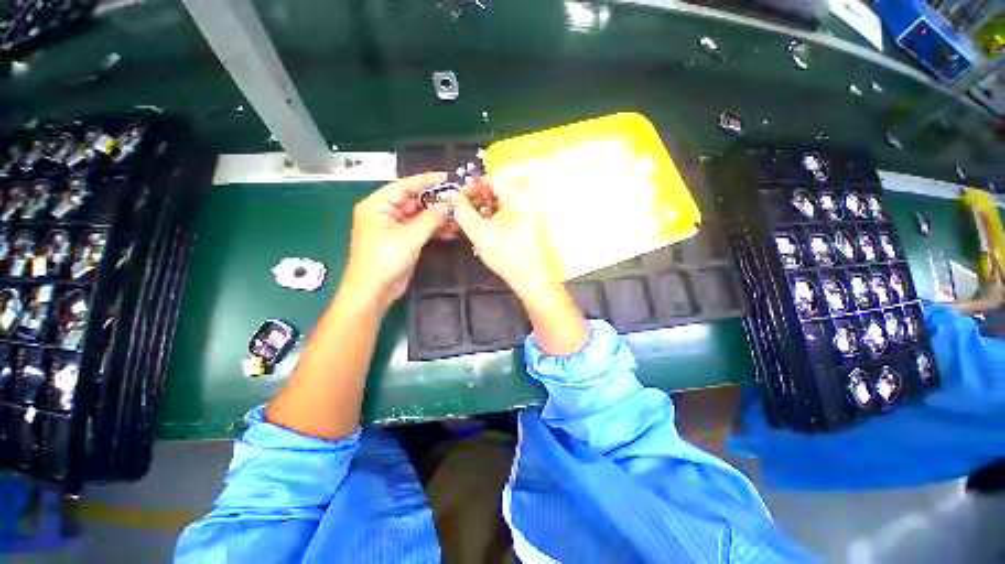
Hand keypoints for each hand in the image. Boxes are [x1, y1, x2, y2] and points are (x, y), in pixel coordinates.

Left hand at [342, 172, 449, 307]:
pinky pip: (420, 230)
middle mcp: (384, 214)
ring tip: (457, 216)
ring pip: (418, 217)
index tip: (445, 176)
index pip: (404, 186)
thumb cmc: (385, 259)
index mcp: (377, 205)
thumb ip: (431, 219)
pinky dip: (433, 230)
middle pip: (412, 201)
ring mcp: (394, 228)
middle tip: (456, 199)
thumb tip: (448, 205)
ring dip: (436, 217)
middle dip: (434, 201)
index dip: (425, 180)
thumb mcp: (410, 236)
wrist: (374, 290)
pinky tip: (450, 231)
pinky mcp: (402, 242)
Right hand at [455, 176, 589, 355]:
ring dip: (488, 207)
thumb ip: (463, 212)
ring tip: (476, 222)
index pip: (491, 179)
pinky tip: (490, 228)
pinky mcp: (533, 221)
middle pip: (499, 189)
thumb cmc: (506, 254)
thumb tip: (455, 198)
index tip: (460, 200)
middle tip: (466, 211)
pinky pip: (513, 210)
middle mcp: (528, 198)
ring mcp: (533, 210)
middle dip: (479, 198)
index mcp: (517, 195)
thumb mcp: (479, 233)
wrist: (533, 278)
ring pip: (505, 200)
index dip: (472, 187)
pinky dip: (499, 215)